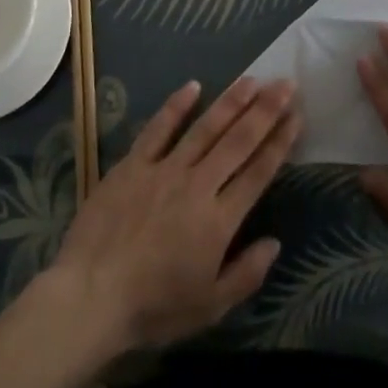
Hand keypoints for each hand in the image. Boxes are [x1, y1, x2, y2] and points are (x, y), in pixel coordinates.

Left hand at [51, 76, 298, 352]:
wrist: (90, 296)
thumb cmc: (154, 308)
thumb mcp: (209, 307)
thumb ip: (246, 274)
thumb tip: (275, 243)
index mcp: (219, 220)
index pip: (258, 172)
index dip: (280, 142)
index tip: (297, 115)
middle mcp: (198, 185)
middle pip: (238, 141)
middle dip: (265, 111)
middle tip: (286, 83)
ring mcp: (164, 170)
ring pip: (205, 128)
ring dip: (231, 102)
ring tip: (252, 79)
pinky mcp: (133, 164)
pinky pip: (158, 129)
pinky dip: (176, 106)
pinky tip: (194, 86)